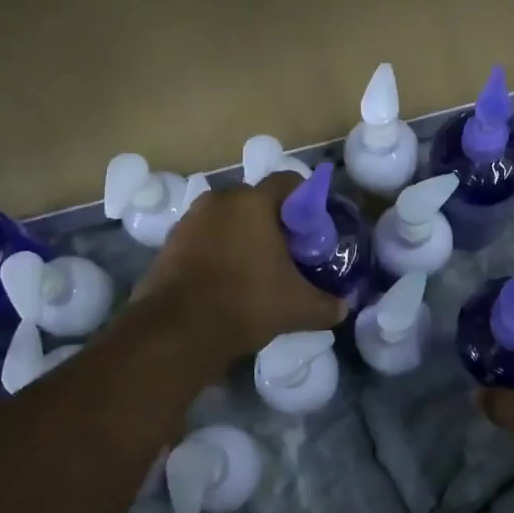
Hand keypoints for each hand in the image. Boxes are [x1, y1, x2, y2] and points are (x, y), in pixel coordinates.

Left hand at [136, 173, 344, 360]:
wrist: (177, 331)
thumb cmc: (246, 304)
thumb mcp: (298, 308)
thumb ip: (327, 304)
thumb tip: (344, 306)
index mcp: (253, 202)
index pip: (289, 181)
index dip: (306, 200)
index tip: (313, 227)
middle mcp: (219, 200)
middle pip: (255, 200)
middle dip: (273, 220)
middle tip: (288, 250)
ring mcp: (189, 220)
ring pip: (226, 219)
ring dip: (242, 235)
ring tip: (255, 268)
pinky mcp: (169, 243)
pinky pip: (203, 237)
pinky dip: (217, 250)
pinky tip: (226, 280)